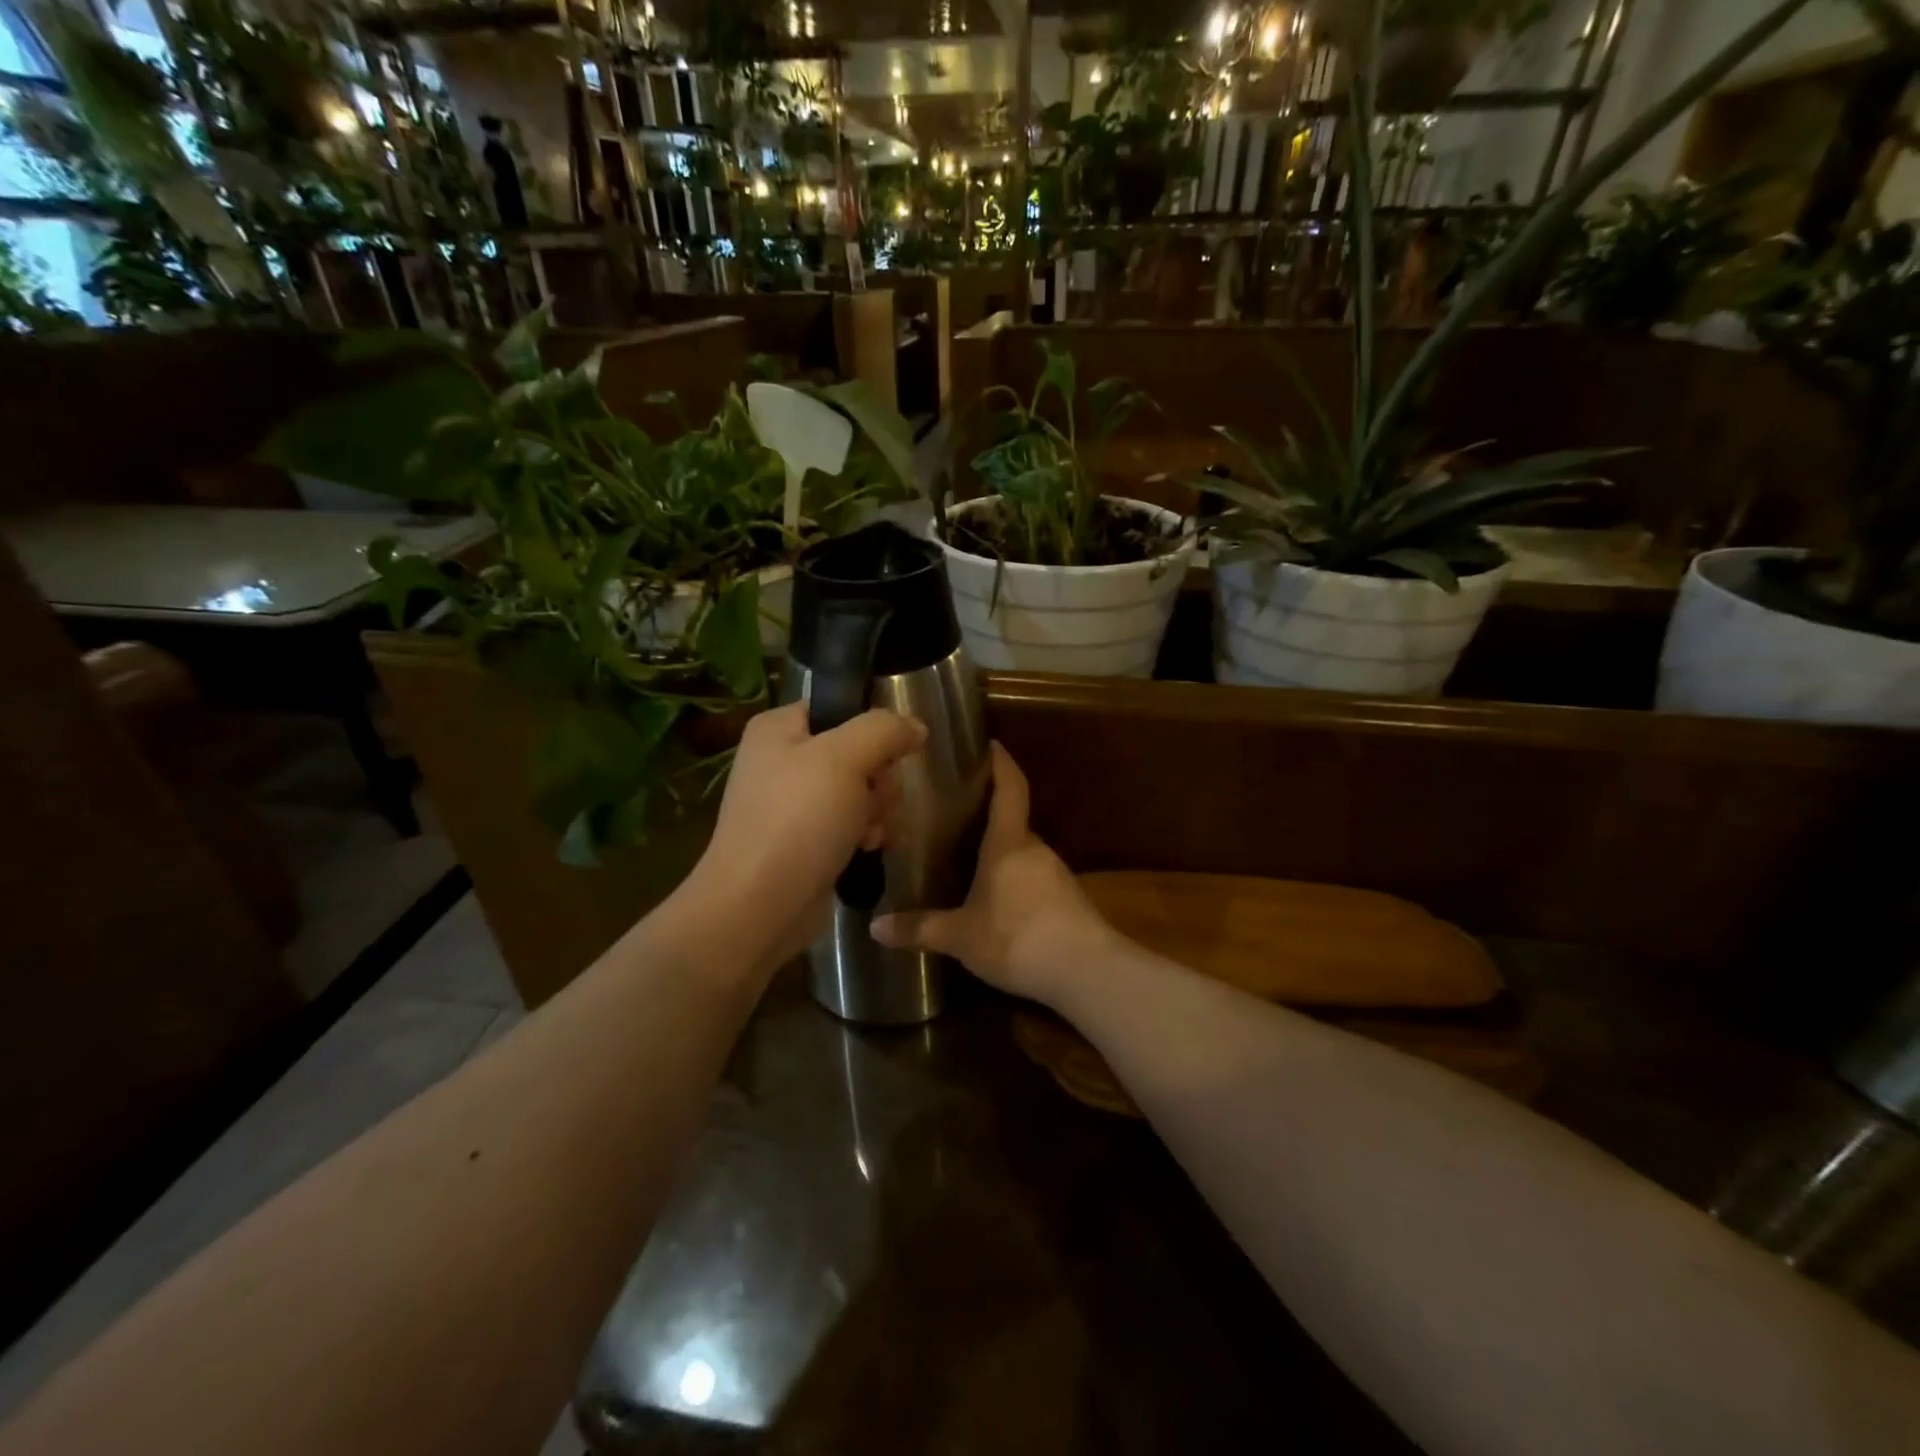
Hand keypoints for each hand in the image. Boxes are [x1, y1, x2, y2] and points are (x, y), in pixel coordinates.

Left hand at [685, 701, 926, 971]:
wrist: (758, 906)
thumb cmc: (797, 821)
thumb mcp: (845, 759)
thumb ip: (885, 730)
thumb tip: (916, 726)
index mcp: (780, 729)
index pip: (841, 708)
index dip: (873, 730)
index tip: (889, 756)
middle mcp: (784, 760)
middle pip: (859, 752)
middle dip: (880, 781)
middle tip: (874, 802)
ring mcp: (794, 804)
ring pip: (863, 790)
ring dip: (878, 811)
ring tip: (870, 834)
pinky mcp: (807, 840)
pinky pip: (852, 823)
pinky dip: (866, 835)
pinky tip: (868, 850)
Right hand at [872, 743, 1117, 1006]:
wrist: (1086, 971)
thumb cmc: (1017, 938)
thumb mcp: (961, 937)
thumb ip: (920, 929)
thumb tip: (874, 927)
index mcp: (1009, 843)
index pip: (1010, 787)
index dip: (1001, 763)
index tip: (989, 744)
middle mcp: (1036, 849)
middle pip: (1012, 821)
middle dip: (987, 816)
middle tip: (953, 817)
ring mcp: (1057, 874)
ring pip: (1022, 853)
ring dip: (1000, 853)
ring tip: (967, 861)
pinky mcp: (1068, 900)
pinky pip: (1034, 878)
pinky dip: (1014, 881)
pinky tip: (997, 901)